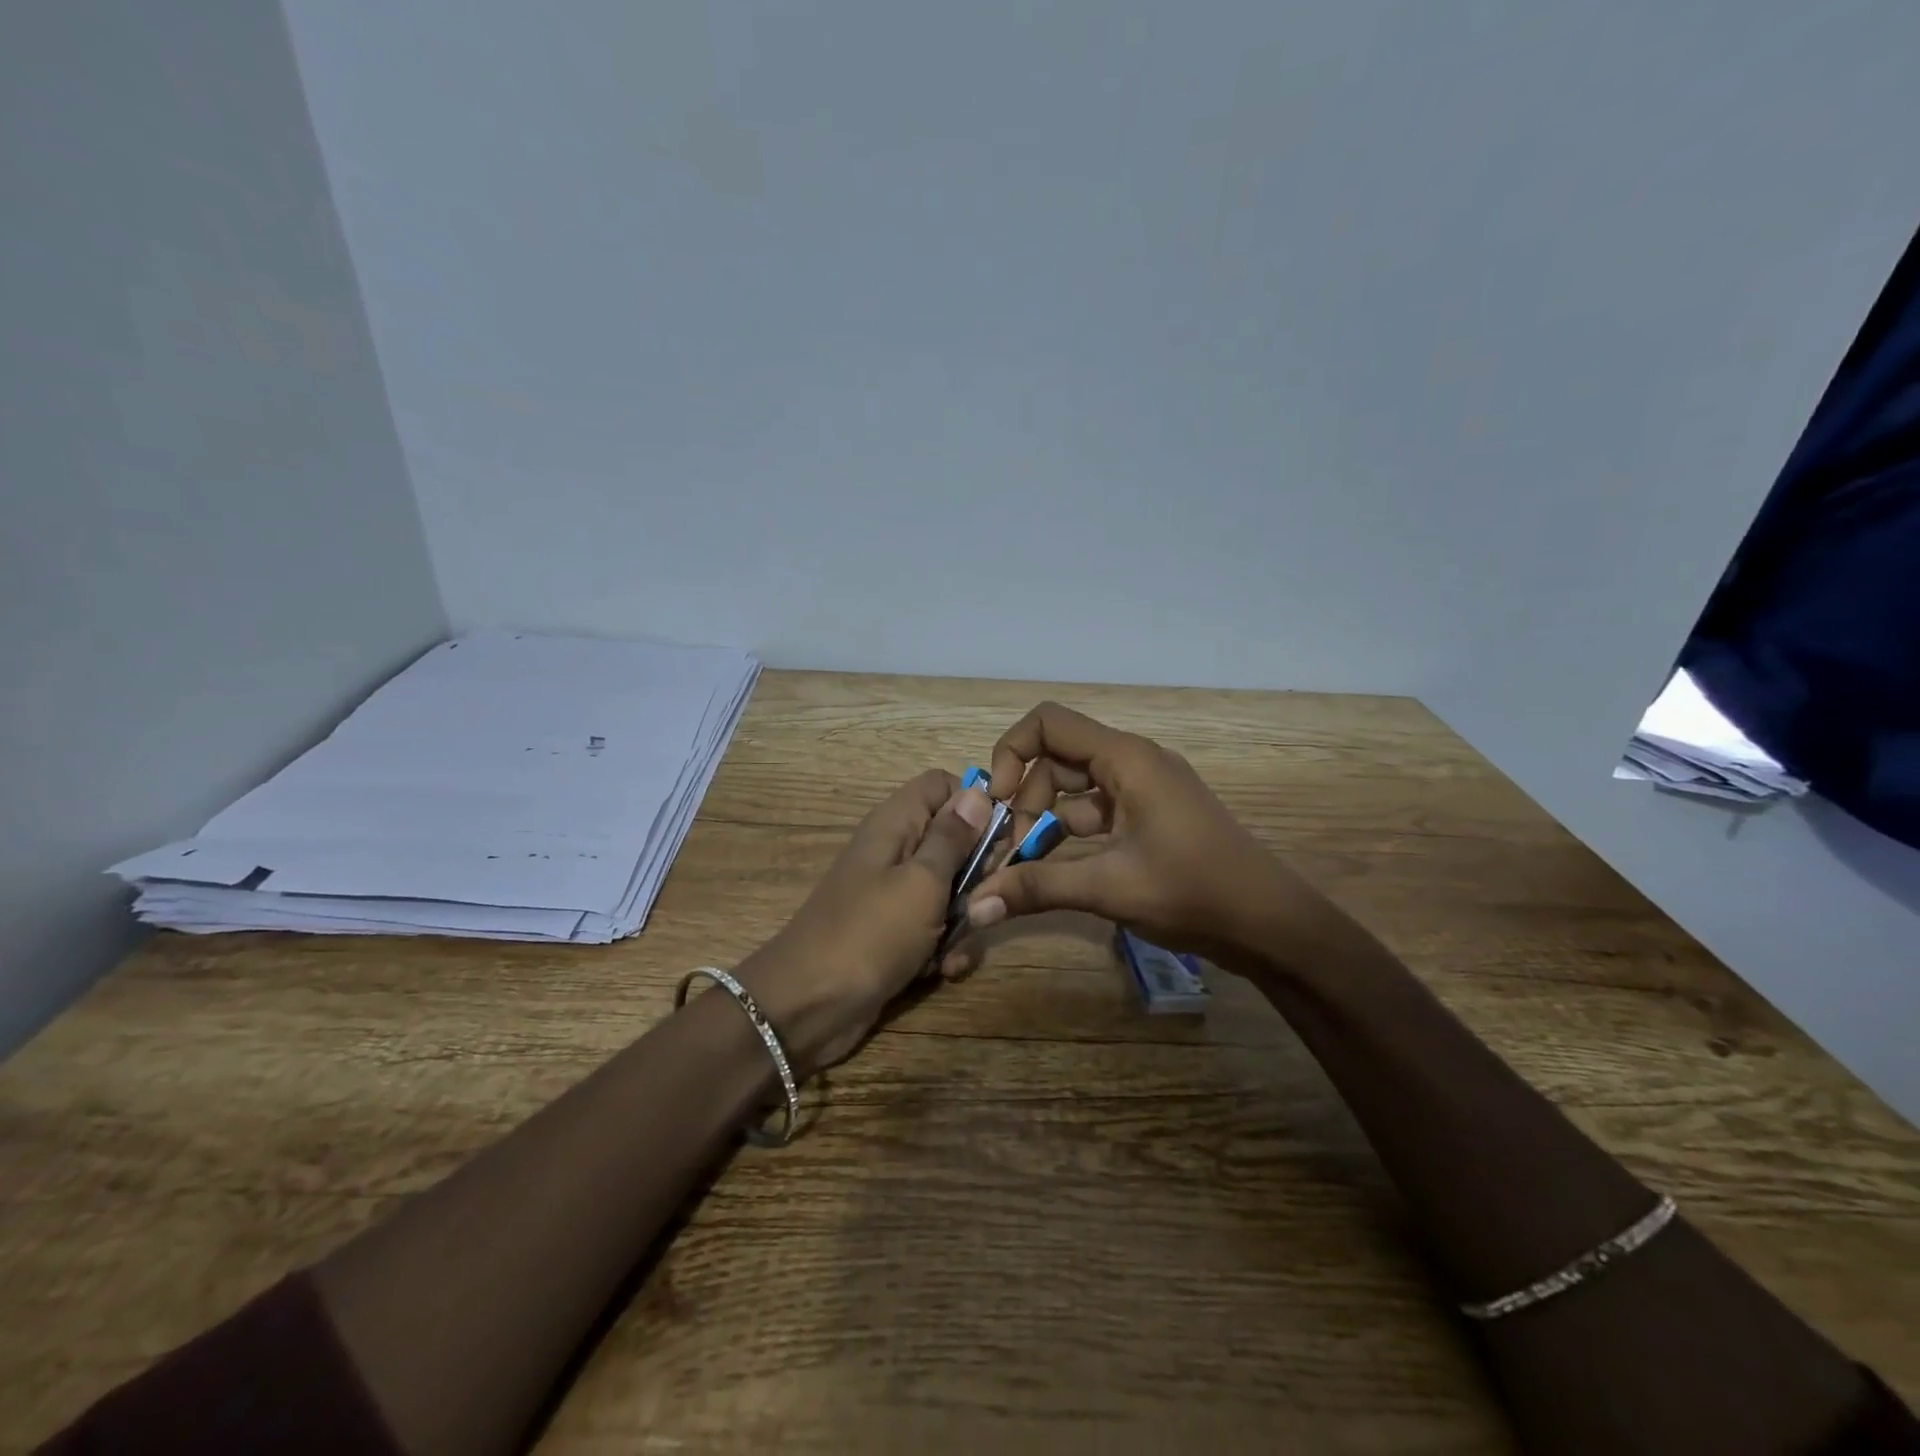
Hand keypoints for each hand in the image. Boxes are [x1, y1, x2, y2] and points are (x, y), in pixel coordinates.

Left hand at [735, 769, 990, 1073]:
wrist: (809, 1007)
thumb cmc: (870, 934)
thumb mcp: (922, 882)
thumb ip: (952, 838)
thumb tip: (977, 791)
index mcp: (896, 823)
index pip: (942, 785)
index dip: (975, 804)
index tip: (1001, 838)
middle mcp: (896, 850)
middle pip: (955, 840)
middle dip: (979, 874)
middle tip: (983, 902)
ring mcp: (895, 893)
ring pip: (952, 889)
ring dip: (966, 920)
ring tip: (955, 949)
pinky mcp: (896, 931)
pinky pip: (935, 926)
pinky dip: (944, 947)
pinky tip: (942, 971)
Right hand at [969, 702, 1341, 965]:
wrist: (1270, 924)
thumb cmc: (1193, 892)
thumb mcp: (1109, 887)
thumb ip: (1037, 887)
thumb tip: (974, 905)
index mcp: (1126, 759)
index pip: (1048, 724)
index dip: (1011, 753)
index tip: (998, 803)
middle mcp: (1133, 762)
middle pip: (1057, 758)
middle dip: (1027, 798)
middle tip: (1013, 850)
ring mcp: (1145, 789)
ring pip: (1075, 786)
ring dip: (1046, 818)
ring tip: (1028, 863)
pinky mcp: (1151, 815)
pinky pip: (1097, 810)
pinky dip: (1071, 832)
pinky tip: (1058, 867)